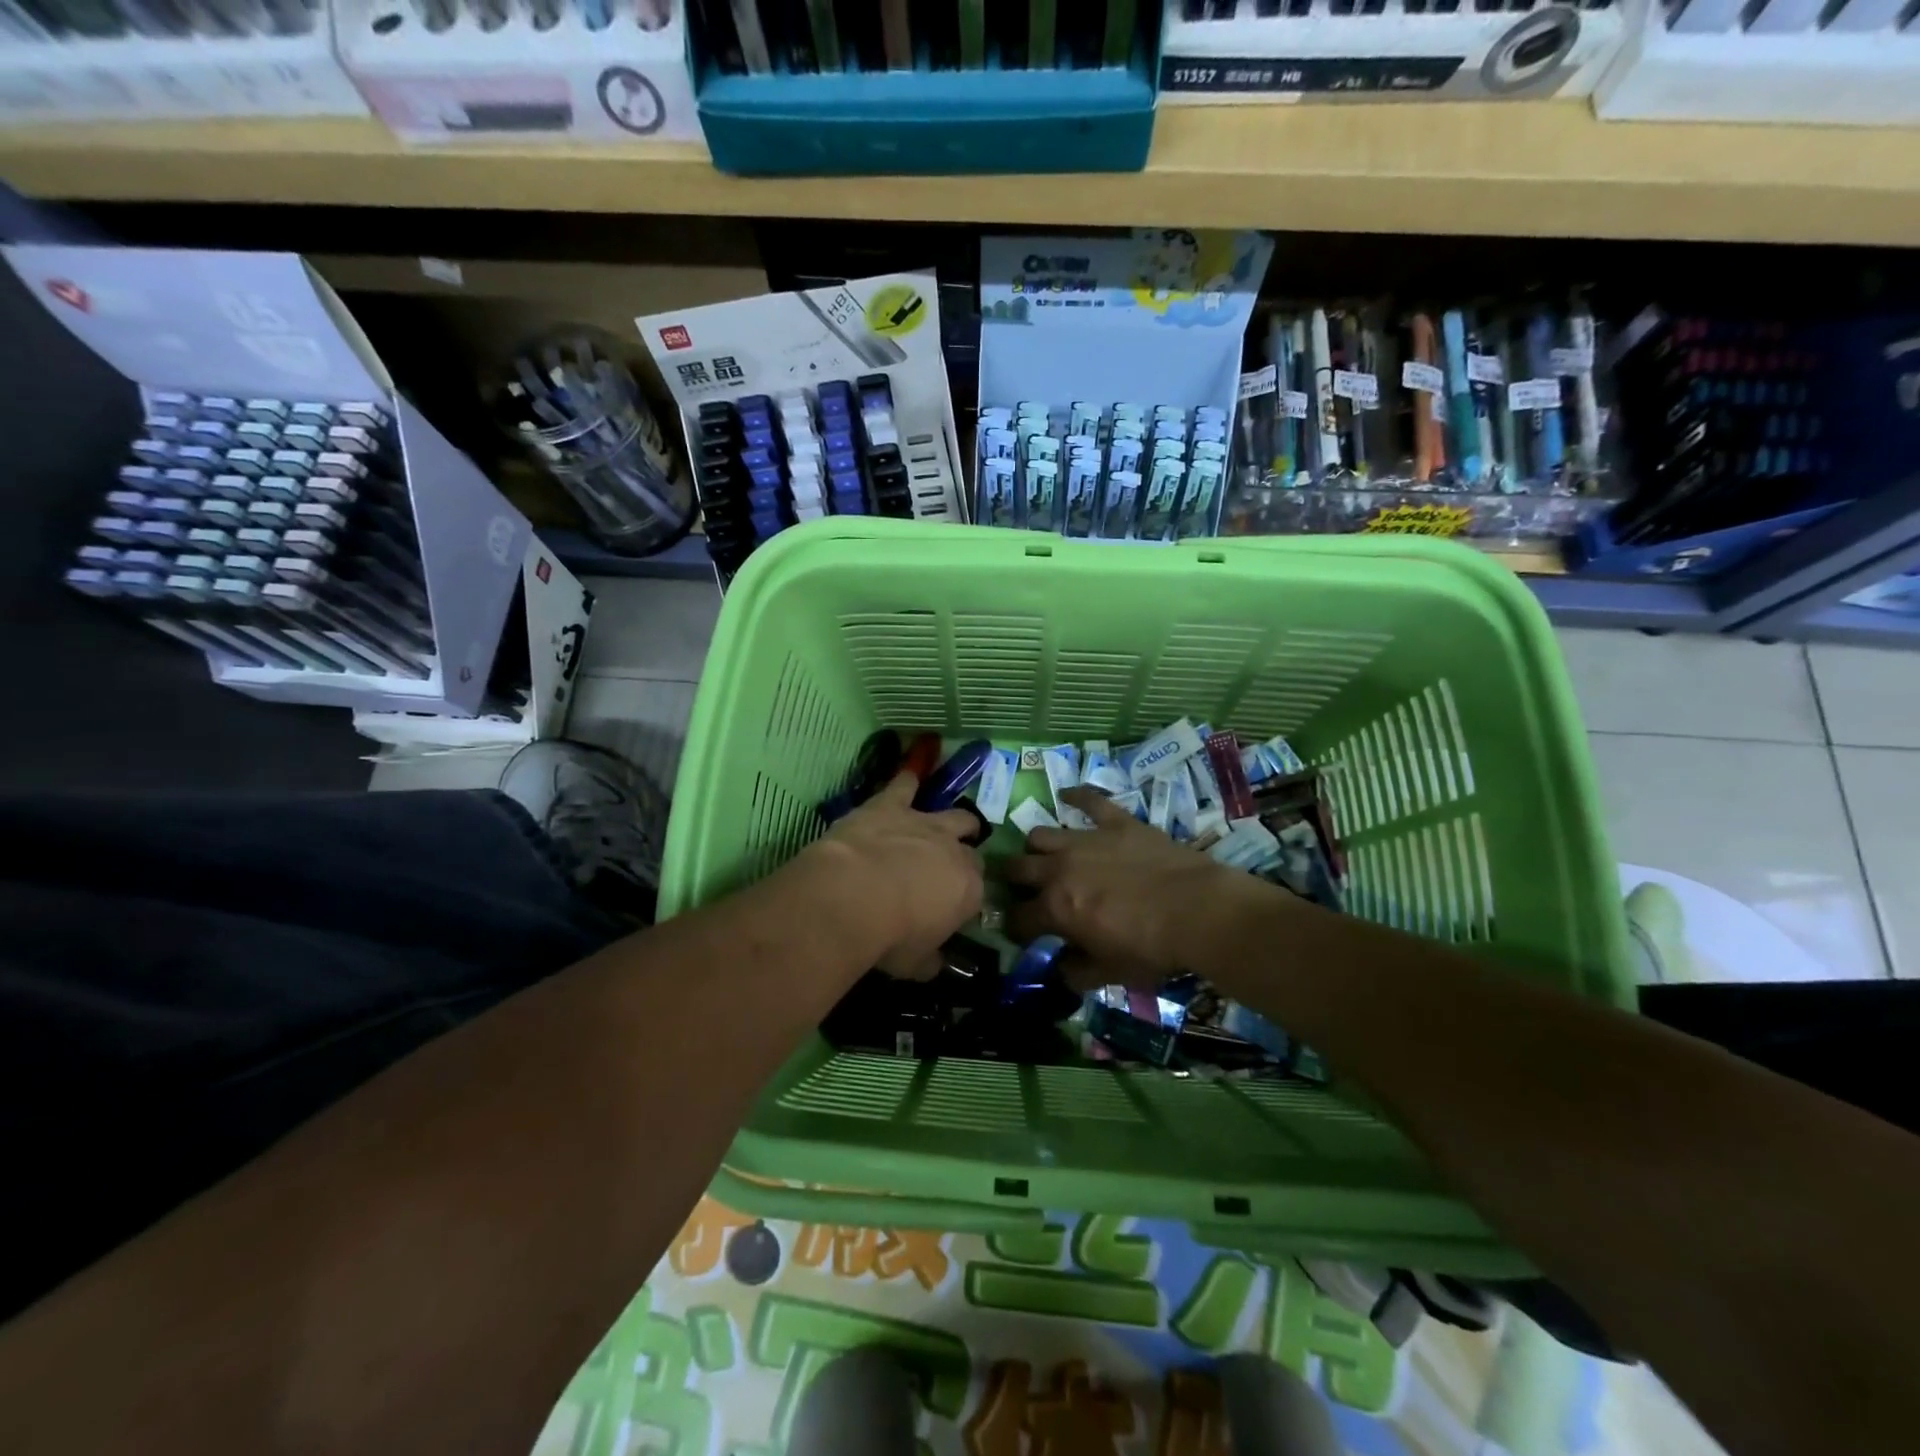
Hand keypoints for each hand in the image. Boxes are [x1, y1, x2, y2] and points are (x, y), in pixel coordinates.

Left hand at [802, 771, 983, 978]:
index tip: (951, 910)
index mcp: (969, 891)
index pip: (978, 892)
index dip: (965, 899)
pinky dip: (906, 782)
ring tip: (947, 824)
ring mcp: (924, 823)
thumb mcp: (914, 963)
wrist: (852, 895)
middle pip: (971, 851)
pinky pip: (904, 785)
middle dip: (964, 858)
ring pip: (954, 815)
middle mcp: (955, 851)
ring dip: (952, 821)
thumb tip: (935, 964)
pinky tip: (907, 776)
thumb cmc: (889, 937)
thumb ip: (929, 960)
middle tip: (946, 870)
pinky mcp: (892, 805)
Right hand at [1003, 786, 1283, 986]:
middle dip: (1013, 881)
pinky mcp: (1115, 822)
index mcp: (1055, 908)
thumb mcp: (1110, 974)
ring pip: (1040, 835)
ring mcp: (1085, 840)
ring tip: (1047, 857)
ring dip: (1037, 848)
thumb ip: (1076, 973)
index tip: (1025, 934)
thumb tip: (1059, 969)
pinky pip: (1088, 800)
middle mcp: (1059, 868)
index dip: (1016, 928)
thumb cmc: (1152, 948)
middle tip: (1027, 892)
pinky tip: (1066, 795)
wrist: (1199, 911)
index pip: (1017, 918)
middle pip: (1017, 868)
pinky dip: (1076, 797)